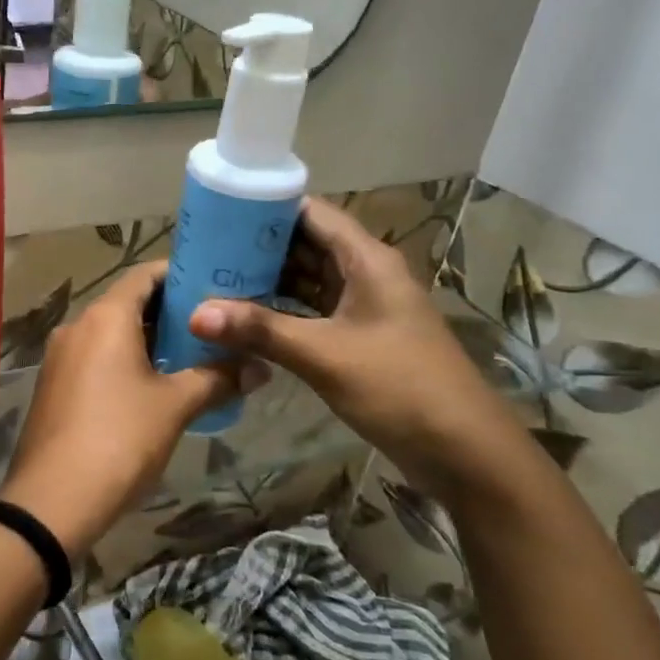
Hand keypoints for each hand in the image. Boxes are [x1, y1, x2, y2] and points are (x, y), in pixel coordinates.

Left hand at [0, 261, 261, 559]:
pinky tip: (155, 385)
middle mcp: (78, 326)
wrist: (54, 500)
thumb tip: (261, 368)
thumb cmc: (120, 439)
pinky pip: (96, 358)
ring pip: (111, 333)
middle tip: (213, 324)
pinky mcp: (55, 385)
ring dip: (148, 339)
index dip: (180, 274)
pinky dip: (126, 360)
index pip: (145, 274)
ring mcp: (61, 357)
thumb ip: (218, 379)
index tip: (215, 283)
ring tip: (192, 354)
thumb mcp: (175, 406)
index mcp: (105, 317)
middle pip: (128, 303)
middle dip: (170, 312)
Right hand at [190, 197, 531, 501]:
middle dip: (257, 247)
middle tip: (205, 251)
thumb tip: (195, 314)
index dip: (266, 209)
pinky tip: (244, 320)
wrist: (463, 450)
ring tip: (214, 281)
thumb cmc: (399, 387)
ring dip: (267, 281)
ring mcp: (363, 308)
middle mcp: (365, 274)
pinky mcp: (359, 338)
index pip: (312, 213)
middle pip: (306, 244)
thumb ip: (260, 330)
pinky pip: (312, 312)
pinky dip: (281, 313)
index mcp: (367, 260)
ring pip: (307, 281)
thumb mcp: (324, 355)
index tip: (218, 212)